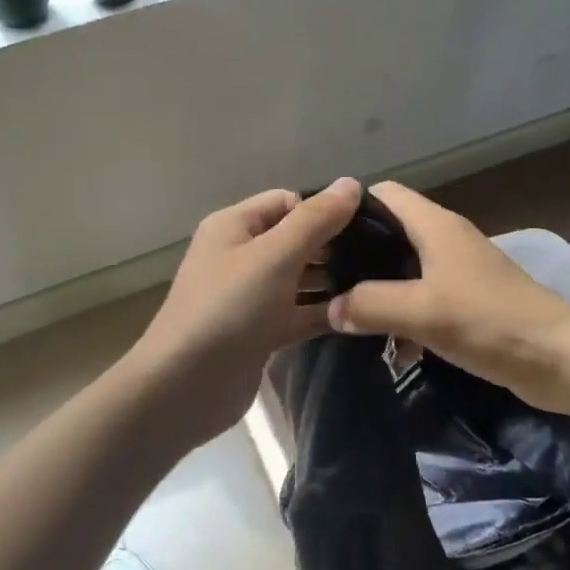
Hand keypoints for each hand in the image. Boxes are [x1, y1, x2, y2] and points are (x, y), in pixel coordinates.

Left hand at [122, 178, 362, 452]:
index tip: (370, 225)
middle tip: (384, 257)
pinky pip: (299, 313)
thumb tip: (351, 182)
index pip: (288, 202)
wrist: (186, 387)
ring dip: (334, 281)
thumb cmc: (229, 309)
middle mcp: (241, 256)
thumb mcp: (274, 256)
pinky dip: (325, 312)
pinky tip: (362, 314)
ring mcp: (251, 296)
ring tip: (381, 284)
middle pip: (296, 240)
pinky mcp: (260, 332)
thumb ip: (315, 220)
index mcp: (235, 226)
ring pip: (300, 279)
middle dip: (335, 246)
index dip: (325, 209)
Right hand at [326, 181, 569, 414]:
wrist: (560, 359)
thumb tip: (331, 308)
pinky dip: (404, 315)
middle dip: (357, 255)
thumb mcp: (422, 312)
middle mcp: (446, 239)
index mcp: (435, 226)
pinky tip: (392, 346)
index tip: (319, 237)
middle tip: (324, 282)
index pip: (383, 194)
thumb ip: (370, 305)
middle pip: (390, 232)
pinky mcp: (469, 300)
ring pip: (404, 269)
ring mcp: (459, 270)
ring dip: (379, 290)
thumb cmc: (490, 321)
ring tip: (346, 315)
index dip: (349, 209)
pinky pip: (423, 297)